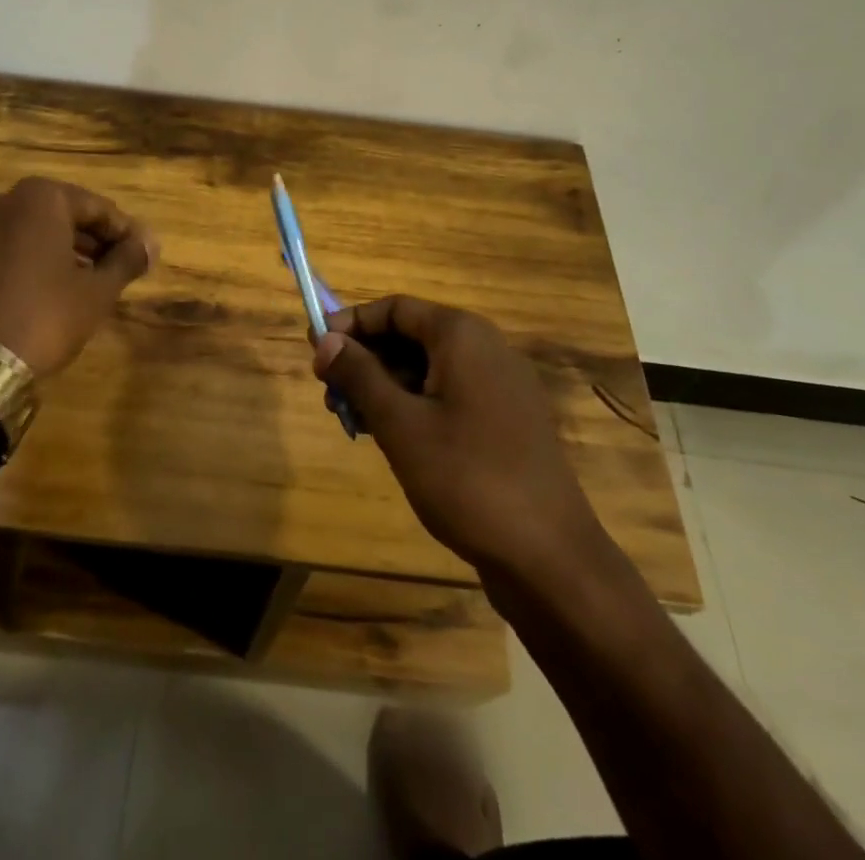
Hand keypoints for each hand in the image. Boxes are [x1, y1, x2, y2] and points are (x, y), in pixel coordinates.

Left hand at [0, 178, 157, 376]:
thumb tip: (150, 243)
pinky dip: (23, 265)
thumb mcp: (98, 290)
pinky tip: (39, 294)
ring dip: (55, 251)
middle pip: (57, 216)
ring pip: (25, 234)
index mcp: (38, 198)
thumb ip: (127, 259)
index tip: (141, 254)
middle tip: (114, 267)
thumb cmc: (46, 316)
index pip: (95, 207)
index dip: (123, 231)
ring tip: (81, 282)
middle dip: (88, 240)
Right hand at [313, 297, 600, 573]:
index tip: (314, 349)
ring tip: (354, 422)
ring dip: (386, 386)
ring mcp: (501, 385)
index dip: (350, 323)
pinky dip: (415, 406)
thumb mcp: (400, 424)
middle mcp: (485, 348)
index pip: (394, 308)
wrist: (550, 557)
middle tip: (330, 394)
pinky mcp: (507, 420)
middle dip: (366, 360)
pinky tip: (393, 439)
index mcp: (461, 335)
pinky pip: (450, 394)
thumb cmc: (467, 479)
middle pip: (411, 335)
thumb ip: (359, 375)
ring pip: (428, 368)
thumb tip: (324, 340)